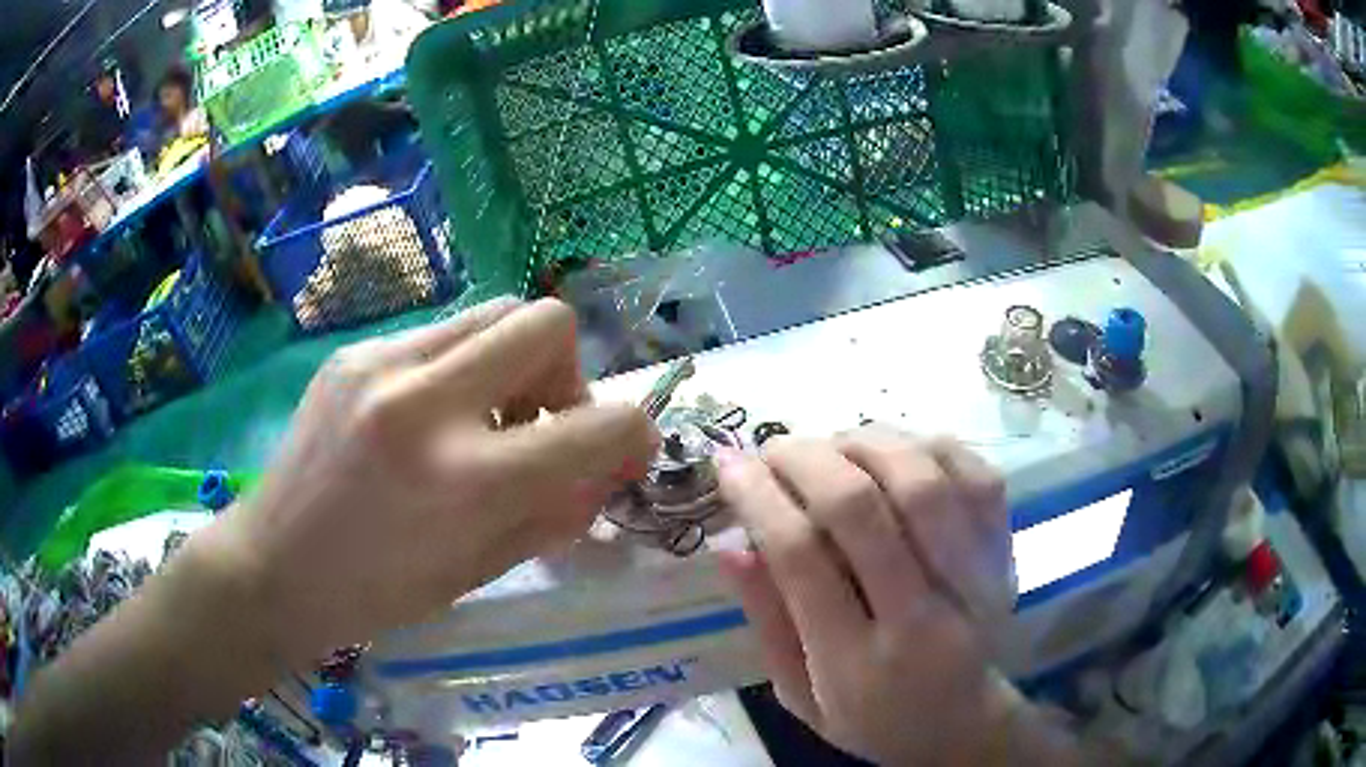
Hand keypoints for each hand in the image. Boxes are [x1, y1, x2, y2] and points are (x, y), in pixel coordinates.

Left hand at [205, 298, 657, 667]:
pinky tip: (431, 417)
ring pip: (495, 312)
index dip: (634, 434)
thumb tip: (606, 468)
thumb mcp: (477, 570)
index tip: (626, 450)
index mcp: (462, 480)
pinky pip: (441, 334)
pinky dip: (462, 368)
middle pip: (547, 322)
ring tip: (487, 418)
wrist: (271, 565)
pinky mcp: (354, 352)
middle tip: (541, 425)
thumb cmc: (375, 594)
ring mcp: (381, 363)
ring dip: (516, 362)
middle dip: (569, 373)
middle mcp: (424, 401)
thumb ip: (555, 512)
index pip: (597, 427)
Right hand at [718, 427, 1060, 765]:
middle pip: (863, 508)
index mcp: (856, 663)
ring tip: (831, 445)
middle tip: (774, 447)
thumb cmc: (872, 719)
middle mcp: (922, 616)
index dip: (759, 499)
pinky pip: (974, 473)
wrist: (965, 725)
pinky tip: (895, 451)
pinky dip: (928, 445)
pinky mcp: (1003, 552)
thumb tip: (731, 545)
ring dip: (865, 443)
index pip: (803, 559)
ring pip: (922, 480)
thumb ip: (768, 622)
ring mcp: (974, 578)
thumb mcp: (799, 695)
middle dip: (806, 460)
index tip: (728, 464)